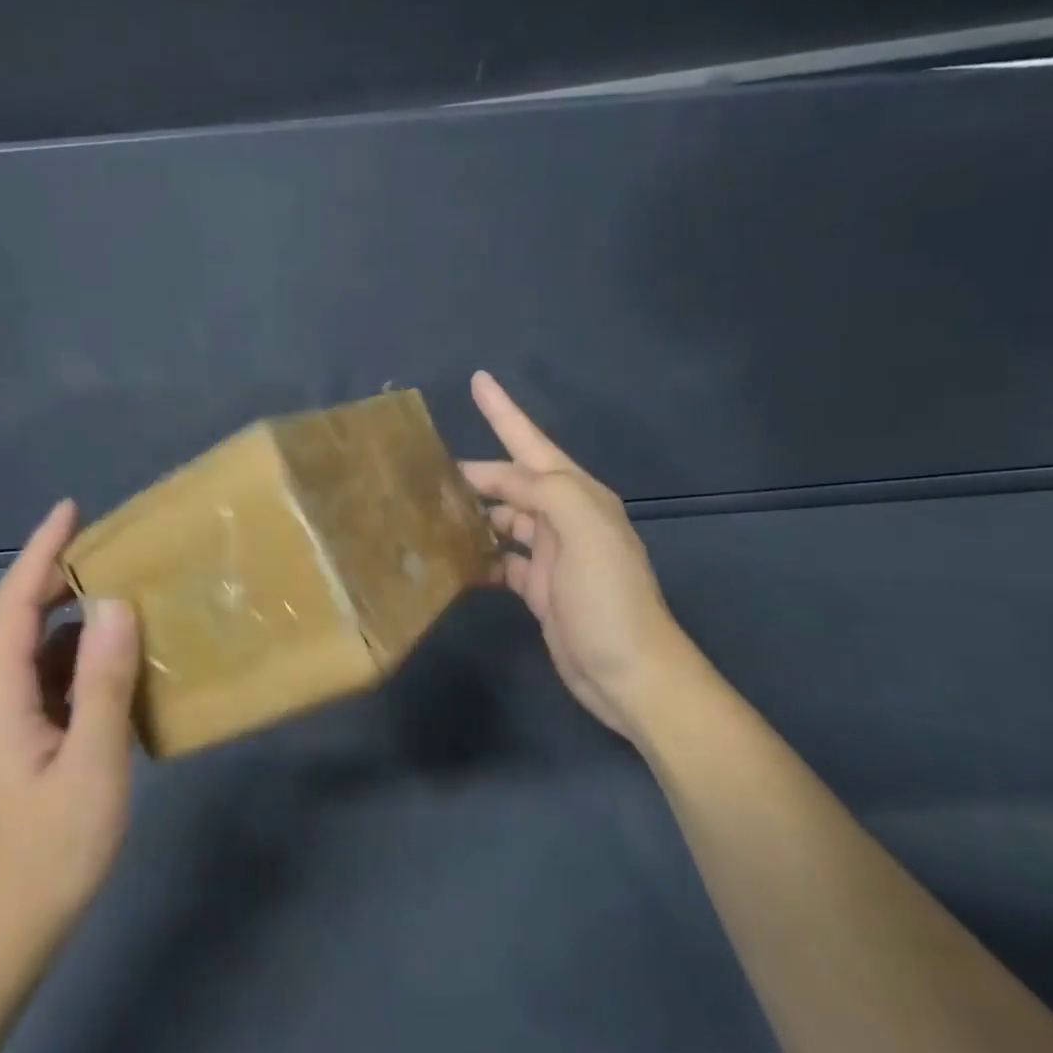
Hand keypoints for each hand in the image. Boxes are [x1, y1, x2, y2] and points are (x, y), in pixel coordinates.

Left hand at [0, 500, 139, 952]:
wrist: (12, 926)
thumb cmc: (52, 848)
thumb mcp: (92, 763)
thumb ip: (104, 683)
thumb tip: (117, 604)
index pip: (14, 603)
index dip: (42, 552)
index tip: (72, 509)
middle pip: (22, 617)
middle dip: (60, 574)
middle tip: (115, 545)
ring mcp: (7, 717)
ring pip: (39, 646)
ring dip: (76, 614)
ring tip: (127, 591)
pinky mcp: (25, 735)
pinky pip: (52, 675)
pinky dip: (82, 654)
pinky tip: (120, 658)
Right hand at [462, 371, 690, 740]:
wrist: (628, 673)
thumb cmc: (609, 599)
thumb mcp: (585, 532)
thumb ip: (546, 492)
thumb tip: (500, 482)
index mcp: (577, 496)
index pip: (532, 444)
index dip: (504, 411)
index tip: (478, 379)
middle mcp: (564, 518)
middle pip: (510, 482)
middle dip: (474, 472)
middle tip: (424, 472)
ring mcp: (550, 554)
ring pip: (502, 519)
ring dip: (471, 513)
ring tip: (428, 511)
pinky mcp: (538, 587)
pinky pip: (500, 559)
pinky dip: (478, 554)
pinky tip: (451, 557)